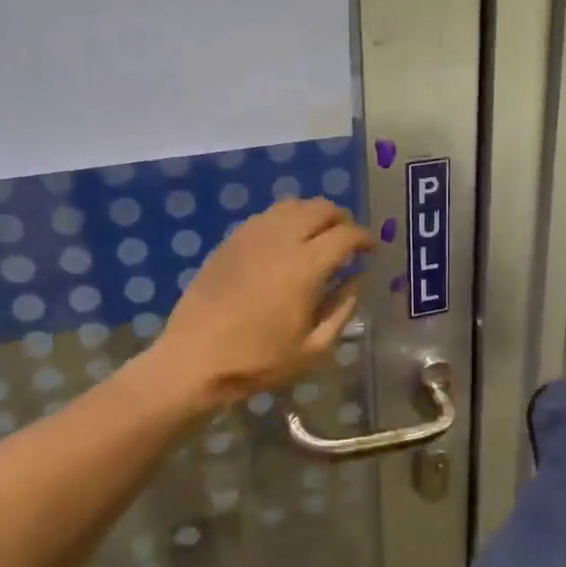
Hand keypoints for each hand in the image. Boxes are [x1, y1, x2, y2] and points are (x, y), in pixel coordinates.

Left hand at [151, 197, 373, 406]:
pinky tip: (285, 242)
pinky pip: (266, 216)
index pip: (346, 235)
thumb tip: (357, 279)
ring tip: (318, 236)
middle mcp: (281, 240)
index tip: (372, 249)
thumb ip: (342, 309)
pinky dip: (285, 219)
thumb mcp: (313, 349)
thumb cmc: (258, 361)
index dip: (365, 238)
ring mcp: (252, 235)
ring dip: (313, 214)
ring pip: (292, 205)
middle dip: (341, 219)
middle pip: (321, 208)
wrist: (194, 360)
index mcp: (306, 266)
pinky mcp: (230, 241)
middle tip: (348, 239)